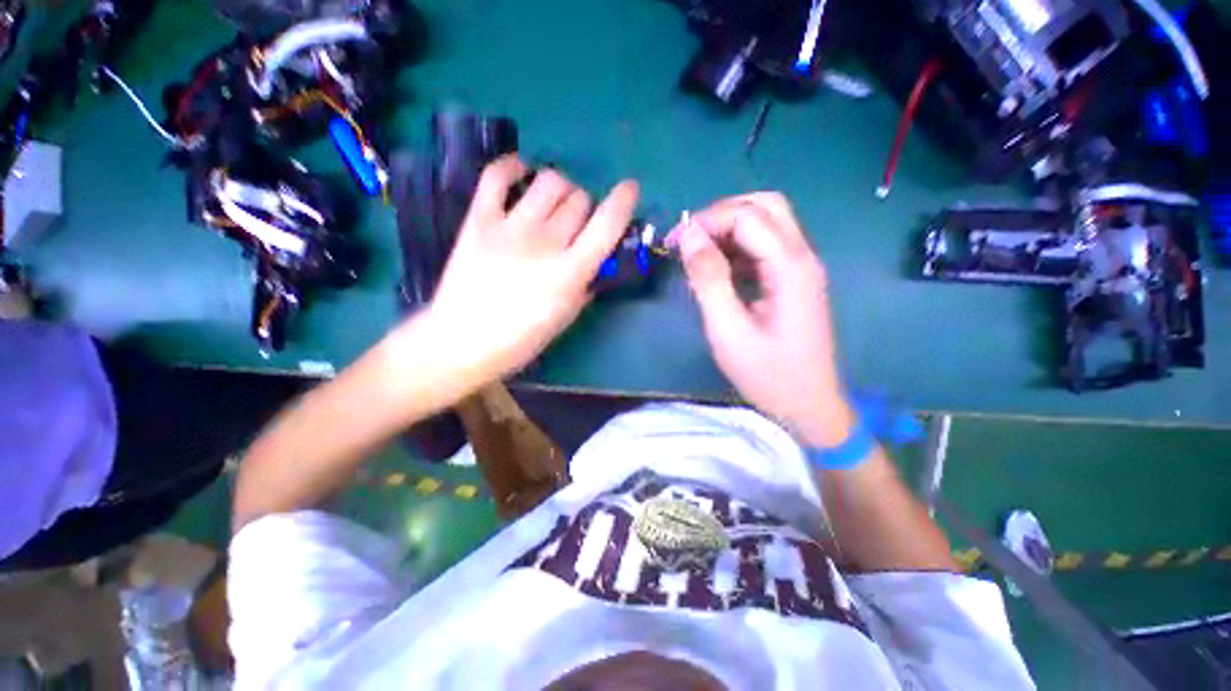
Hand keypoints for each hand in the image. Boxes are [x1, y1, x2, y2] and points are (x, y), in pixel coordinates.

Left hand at [420, 155, 639, 381]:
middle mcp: (545, 242)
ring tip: (553, 203)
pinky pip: (497, 175)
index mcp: (569, 272)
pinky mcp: (479, 219)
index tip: (629, 189)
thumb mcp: (565, 318)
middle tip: (576, 222)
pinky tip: (521, 173)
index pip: (606, 225)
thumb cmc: (520, 338)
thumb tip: (595, 263)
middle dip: (586, 206)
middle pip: (579, 199)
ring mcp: (510, 227)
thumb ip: (585, 285)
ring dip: (560, 188)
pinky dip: (513, 166)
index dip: (623, 202)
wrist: (462, 341)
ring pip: (549, 181)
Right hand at [678, 193, 852, 445]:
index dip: (707, 221)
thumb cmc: (767, 373)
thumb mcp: (728, 330)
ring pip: (767, 222)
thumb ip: (708, 280)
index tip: (675, 243)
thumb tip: (689, 236)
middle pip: (764, 206)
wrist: (807, 405)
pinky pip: (765, 246)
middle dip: (721, 214)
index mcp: (790, 266)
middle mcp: (802, 256)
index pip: (747, 216)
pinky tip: (719, 269)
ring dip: (729, 228)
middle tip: (690, 240)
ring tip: (699, 253)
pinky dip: (738, 246)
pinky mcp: (793, 280)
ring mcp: (801, 267)